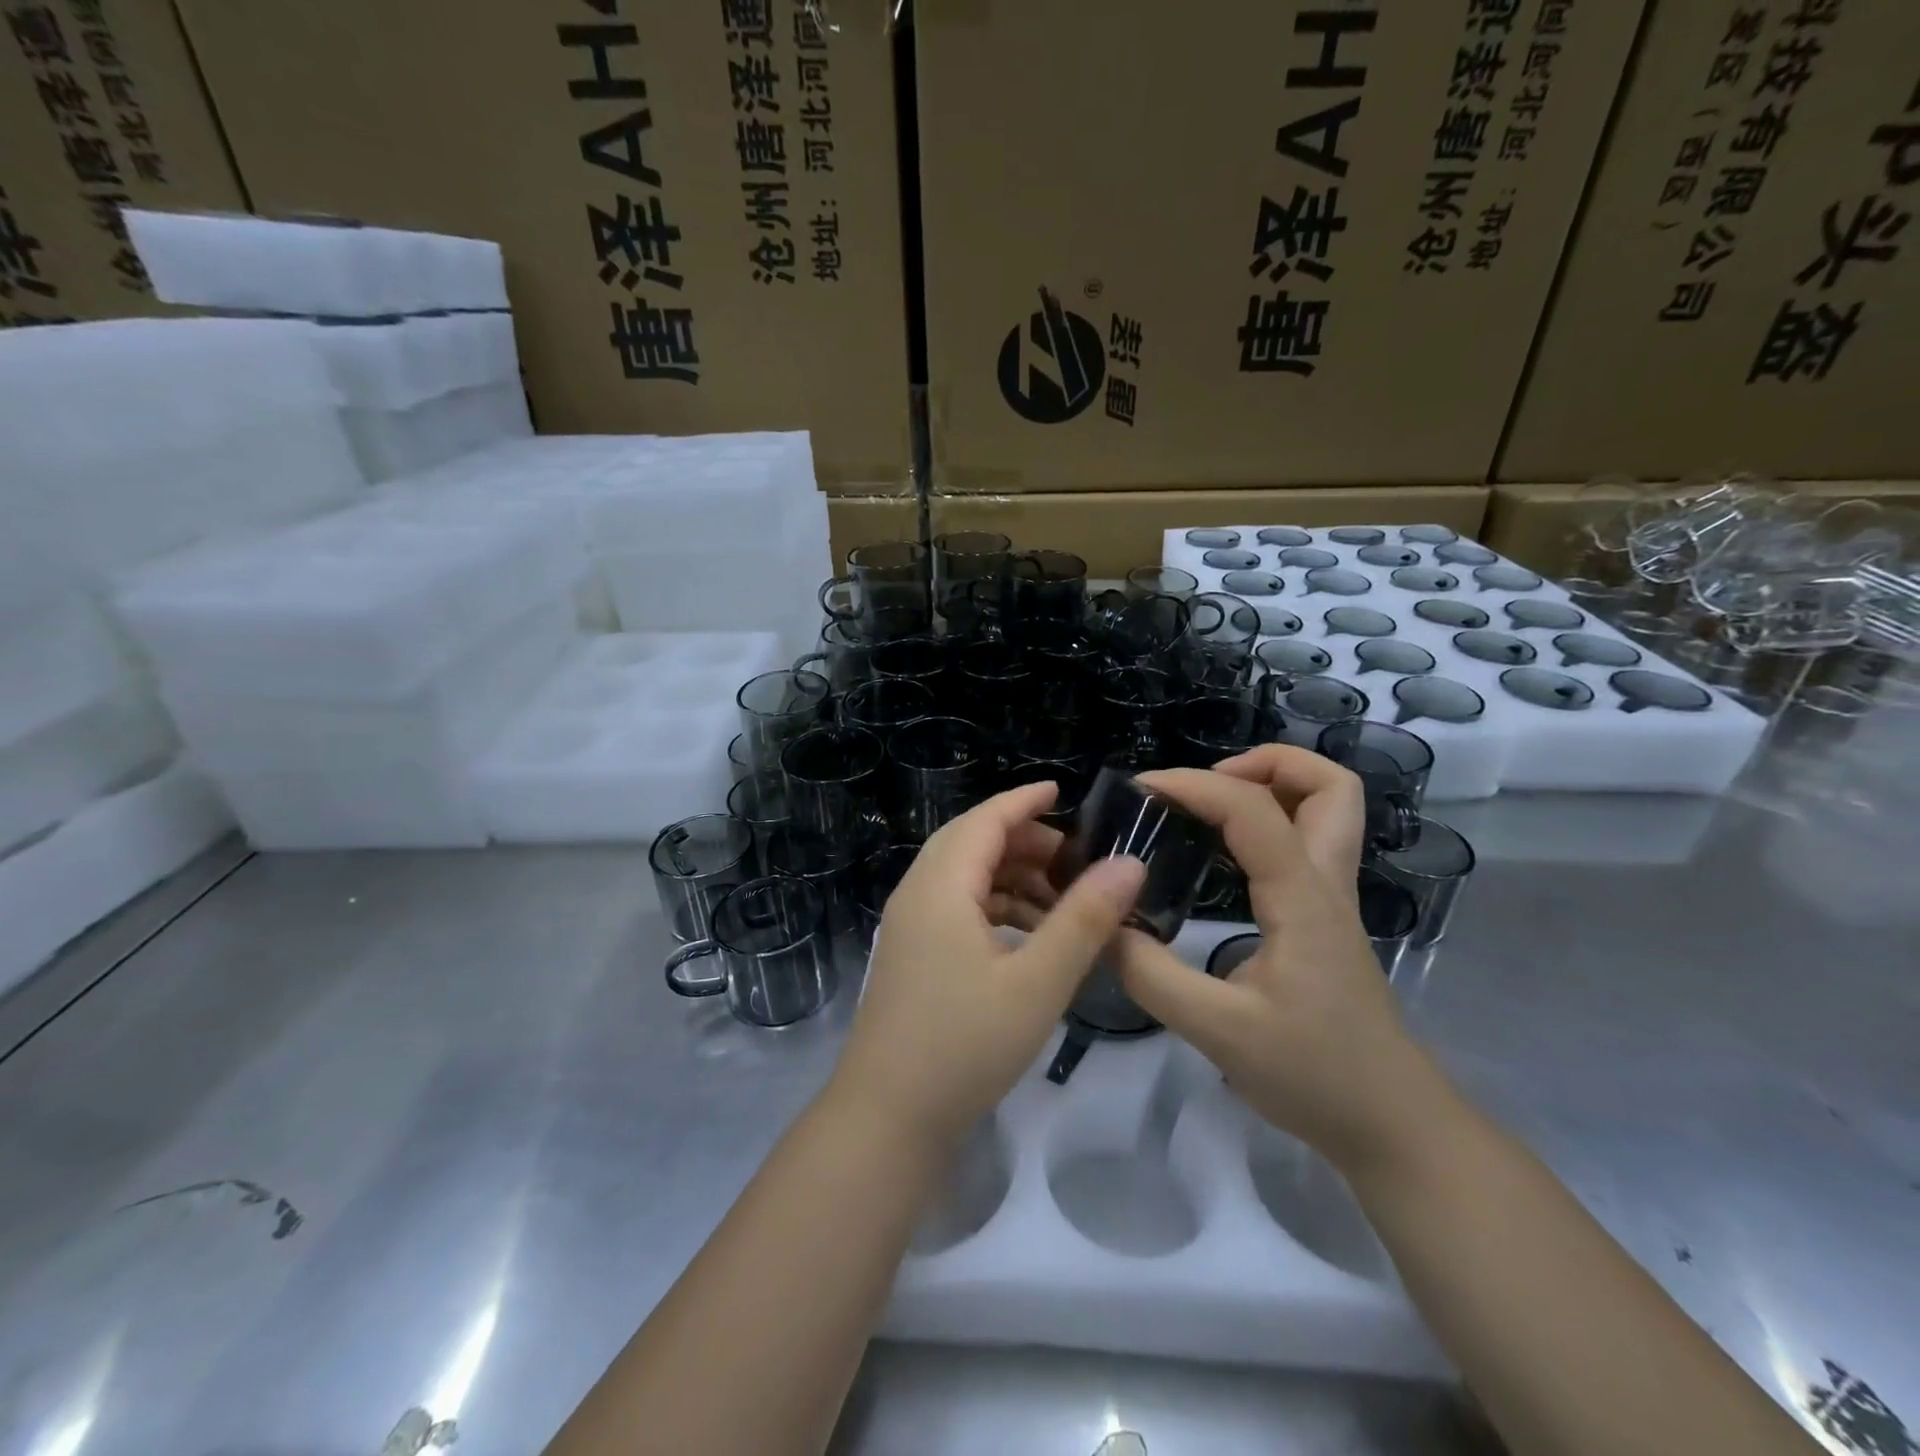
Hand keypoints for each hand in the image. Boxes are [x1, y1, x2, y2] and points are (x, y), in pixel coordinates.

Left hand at [833, 782, 1146, 1144]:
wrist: (887, 1118)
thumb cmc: (965, 1045)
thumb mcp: (1038, 982)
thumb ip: (1084, 919)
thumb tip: (1129, 863)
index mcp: (940, 886)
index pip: (985, 820)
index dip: (1024, 800)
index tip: (1063, 790)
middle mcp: (917, 894)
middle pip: (971, 843)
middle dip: (1023, 840)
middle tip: (1075, 855)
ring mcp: (908, 927)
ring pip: (963, 877)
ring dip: (1010, 876)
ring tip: (1062, 897)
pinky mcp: (911, 955)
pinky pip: (955, 908)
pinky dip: (994, 906)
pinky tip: (1028, 935)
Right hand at [1113, 754, 1437, 1168]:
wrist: (1391, 1125)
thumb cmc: (1313, 1075)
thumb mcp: (1217, 1031)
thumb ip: (1152, 975)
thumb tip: (1104, 924)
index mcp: (1303, 899)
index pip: (1253, 810)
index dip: (1194, 784)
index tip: (1141, 789)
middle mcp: (1326, 884)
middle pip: (1331, 785)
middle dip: (1267, 763)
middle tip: (1206, 786)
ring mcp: (1333, 900)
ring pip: (1330, 809)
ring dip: (1274, 786)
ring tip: (1210, 808)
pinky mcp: (1325, 920)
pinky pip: (1307, 843)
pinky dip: (1270, 823)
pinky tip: (1223, 854)